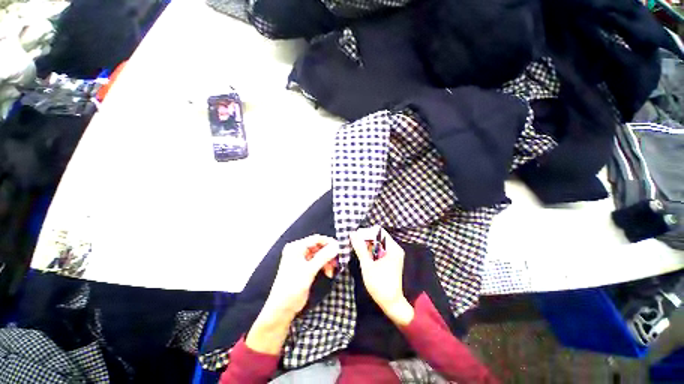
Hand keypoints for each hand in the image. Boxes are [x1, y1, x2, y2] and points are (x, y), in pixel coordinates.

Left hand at [263, 234, 338, 317]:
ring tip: (332, 271)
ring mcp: (301, 259)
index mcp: (296, 247)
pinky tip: (328, 273)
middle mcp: (298, 250)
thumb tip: (336, 246)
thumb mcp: (309, 270)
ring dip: (327, 261)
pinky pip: (318, 261)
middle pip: (319, 246)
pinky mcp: (305, 267)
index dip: (329, 242)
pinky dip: (324, 266)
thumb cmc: (293, 287)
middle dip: (329, 254)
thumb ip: (324, 257)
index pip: (316, 239)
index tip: (340, 248)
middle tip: (337, 262)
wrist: (282, 308)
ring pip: (320, 254)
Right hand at [350, 226, 413, 325]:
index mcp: (393, 248)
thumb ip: (360, 248)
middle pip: (378, 237)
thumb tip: (353, 234)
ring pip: (378, 244)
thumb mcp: (367, 265)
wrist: (391, 303)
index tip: (356, 237)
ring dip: (368, 246)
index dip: (367, 232)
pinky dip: (372, 252)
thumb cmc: (379, 284)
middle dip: (366, 239)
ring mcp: (394, 255)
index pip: (379, 231)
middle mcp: (395, 249)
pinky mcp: (391, 261)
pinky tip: (364, 256)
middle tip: (354, 244)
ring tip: (357, 249)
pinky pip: (380, 251)